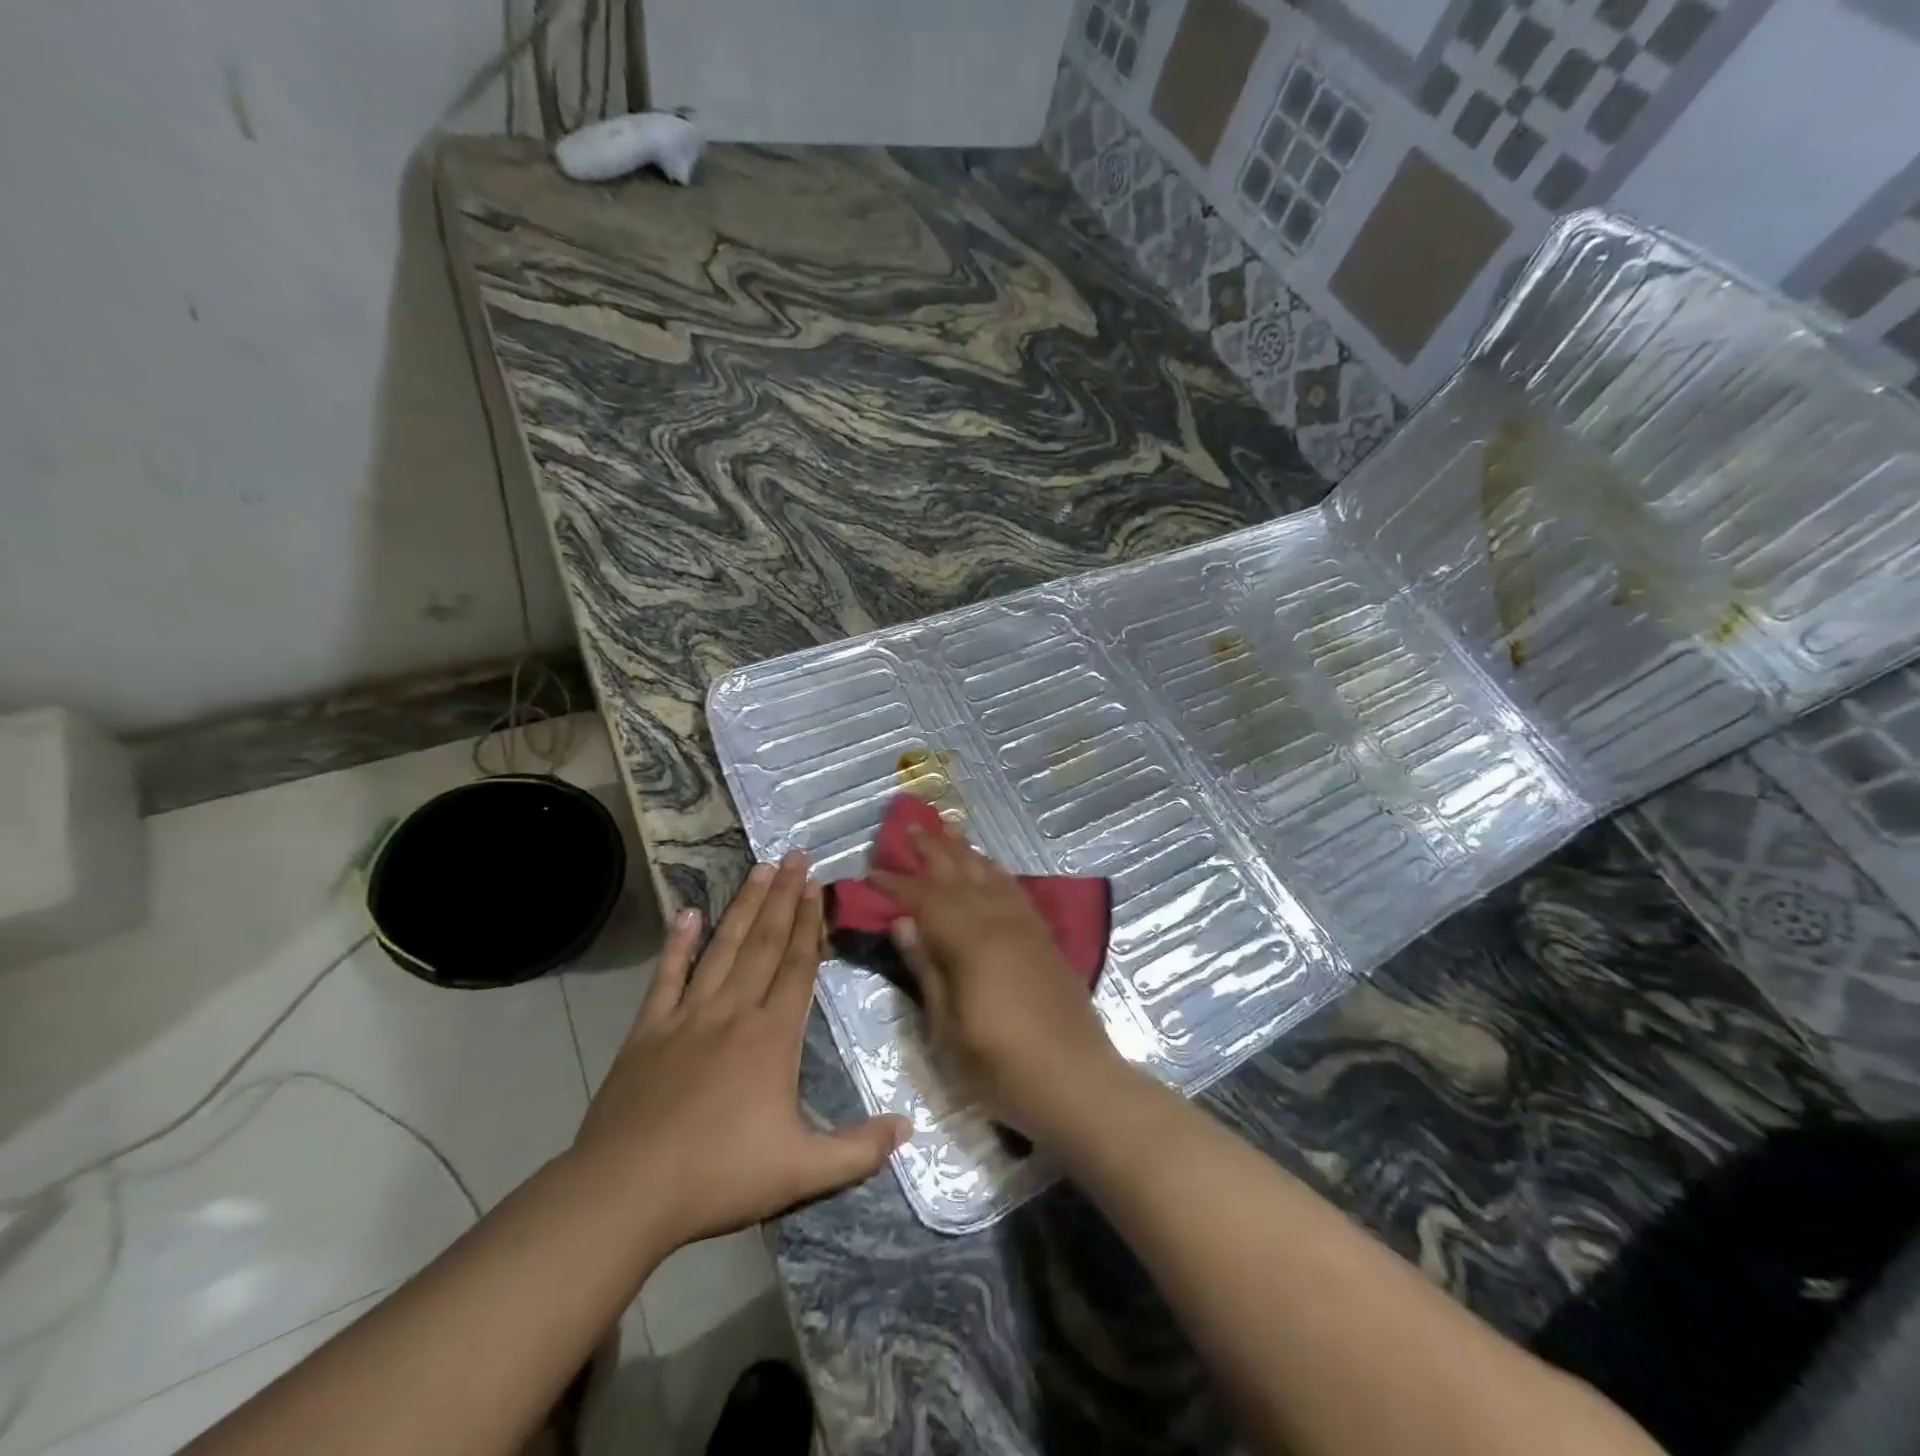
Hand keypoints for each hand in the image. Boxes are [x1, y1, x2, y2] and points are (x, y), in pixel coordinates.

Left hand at [571, 851, 909, 1254]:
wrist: (626, 1192)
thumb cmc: (718, 1177)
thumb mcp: (801, 1171)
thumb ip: (858, 1149)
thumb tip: (910, 1128)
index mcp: (772, 1037)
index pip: (798, 966)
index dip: (811, 923)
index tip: (818, 886)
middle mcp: (733, 1012)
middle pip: (765, 943)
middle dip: (784, 897)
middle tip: (795, 856)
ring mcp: (687, 1016)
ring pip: (723, 948)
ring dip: (744, 907)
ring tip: (760, 869)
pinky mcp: (647, 1031)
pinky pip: (666, 977)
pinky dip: (677, 944)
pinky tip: (687, 914)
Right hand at [874, 827, 1124, 1137]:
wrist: (1077, 1081)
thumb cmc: (1002, 1066)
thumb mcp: (948, 1029)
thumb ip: (927, 970)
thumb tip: (903, 922)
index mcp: (970, 943)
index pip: (925, 900)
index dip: (897, 884)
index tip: (872, 871)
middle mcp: (998, 923)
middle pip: (960, 875)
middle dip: (933, 851)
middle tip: (911, 826)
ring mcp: (1025, 927)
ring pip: (990, 875)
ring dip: (966, 851)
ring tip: (949, 828)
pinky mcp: (1044, 938)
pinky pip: (1015, 890)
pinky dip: (997, 871)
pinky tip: (991, 866)